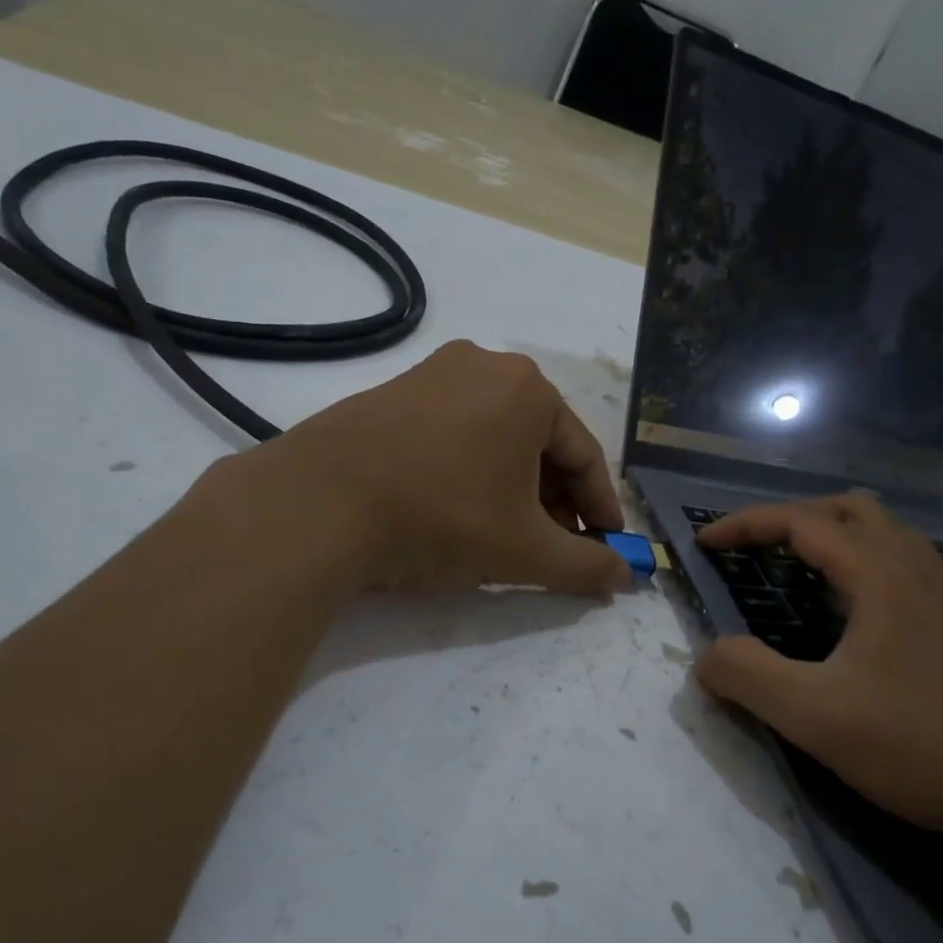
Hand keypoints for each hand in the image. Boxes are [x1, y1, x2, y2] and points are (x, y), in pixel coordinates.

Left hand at [220, 340, 631, 594]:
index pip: (585, 455)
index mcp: (528, 389)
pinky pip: (452, 432)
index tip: (608, 547)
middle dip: (554, 500)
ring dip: (512, 487)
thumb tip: (624, 577)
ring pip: (494, 437)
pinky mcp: (391, 392)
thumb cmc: (440, 518)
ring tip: (507, 534)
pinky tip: (457, 508)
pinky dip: (470, 470)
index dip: (601, 508)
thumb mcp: (523, 551)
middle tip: (556, 547)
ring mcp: (432, 374)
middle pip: (539, 443)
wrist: (317, 506)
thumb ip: (584, 566)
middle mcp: (484, 365)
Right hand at [693, 494, 942, 853]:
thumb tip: (708, 655)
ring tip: (799, 573)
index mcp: (881, 576)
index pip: (802, 522)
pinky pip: (904, 568)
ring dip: (833, 537)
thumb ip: (747, 676)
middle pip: (850, 510)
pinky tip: (852, 617)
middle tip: (755, 550)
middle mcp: (918, 572)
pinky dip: (862, 566)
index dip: (746, 524)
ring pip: (885, 536)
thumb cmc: (920, 746)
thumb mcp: (814, 716)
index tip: (705, 543)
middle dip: (793, 518)